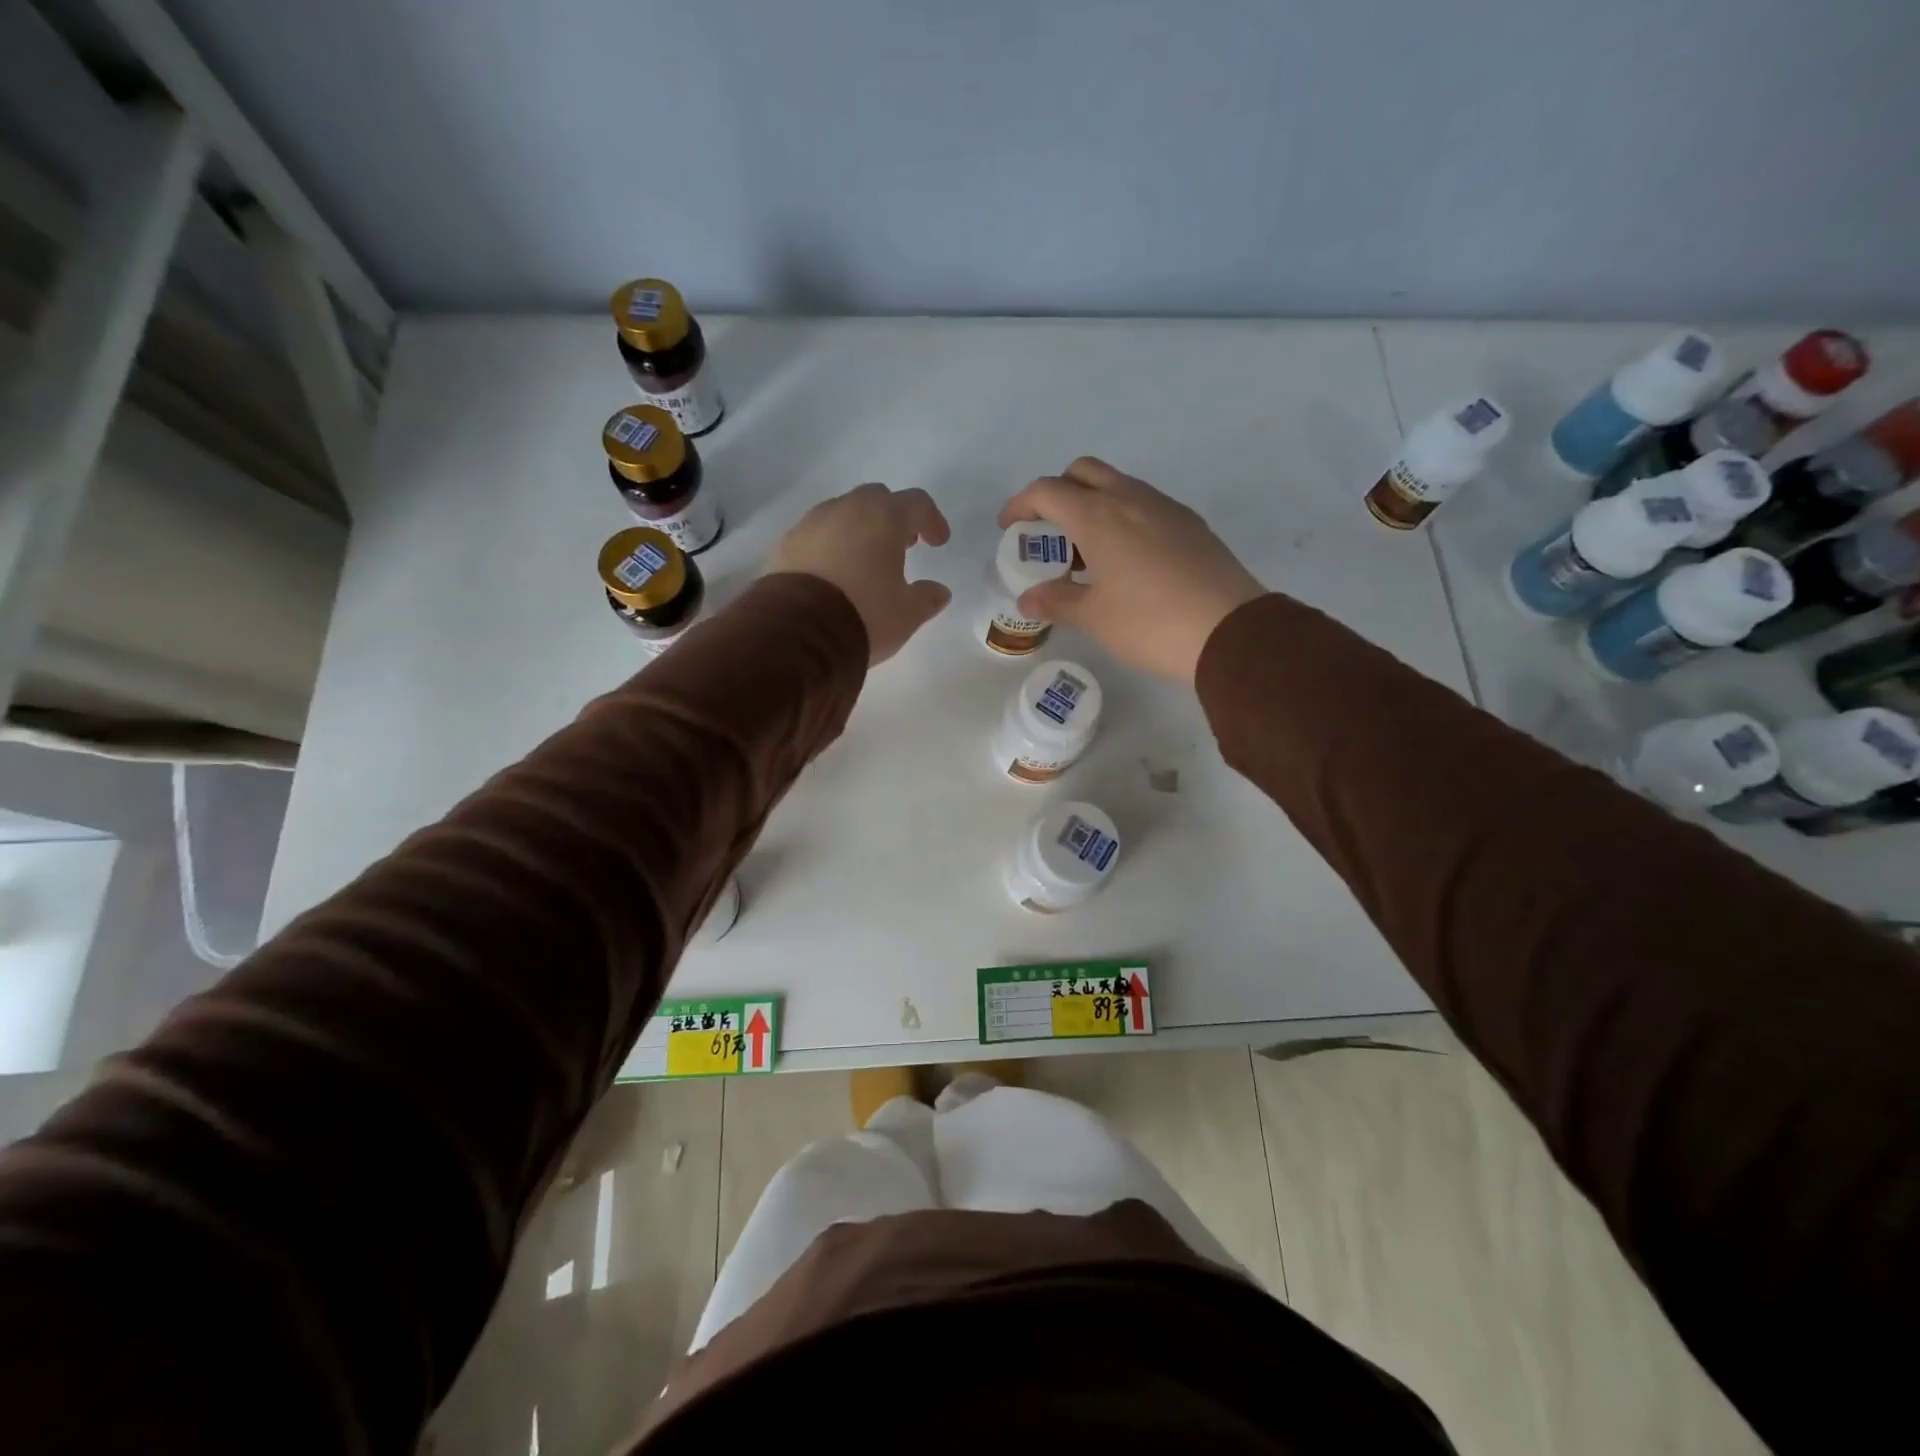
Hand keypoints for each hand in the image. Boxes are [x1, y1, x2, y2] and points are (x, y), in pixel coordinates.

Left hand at [768, 483, 952, 664]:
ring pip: (842, 513)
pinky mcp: (786, 544)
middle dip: (893, 518)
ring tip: (865, 560)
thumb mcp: (907, 614)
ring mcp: (811, 523)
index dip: (931, 520)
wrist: (798, 632)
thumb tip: (939, 592)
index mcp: (884, 518)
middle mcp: (847, 509)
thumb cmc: (864, 615)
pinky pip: (816, 534)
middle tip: (902, 545)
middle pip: (876, 498)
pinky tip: (833, 573)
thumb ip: (927, 598)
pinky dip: (830, 545)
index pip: (916, 502)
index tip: (938, 543)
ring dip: (859, 529)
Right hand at [999, 457, 1263, 682]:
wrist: (1229, 631)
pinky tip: (1125, 558)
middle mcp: (1130, 498)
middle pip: (1083, 472)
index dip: (1021, 504)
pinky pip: (1144, 504)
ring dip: (1093, 503)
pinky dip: (1123, 516)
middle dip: (1058, 492)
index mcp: (1098, 516)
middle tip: (1049, 530)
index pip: (1047, 491)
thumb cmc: (1149, 623)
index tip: (1009, 527)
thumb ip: (1057, 602)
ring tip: (1086, 549)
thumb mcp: (1094, 617)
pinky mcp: (1189, 523)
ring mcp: (1164, 507)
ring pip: (1118, 484)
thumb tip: (1027, 599)